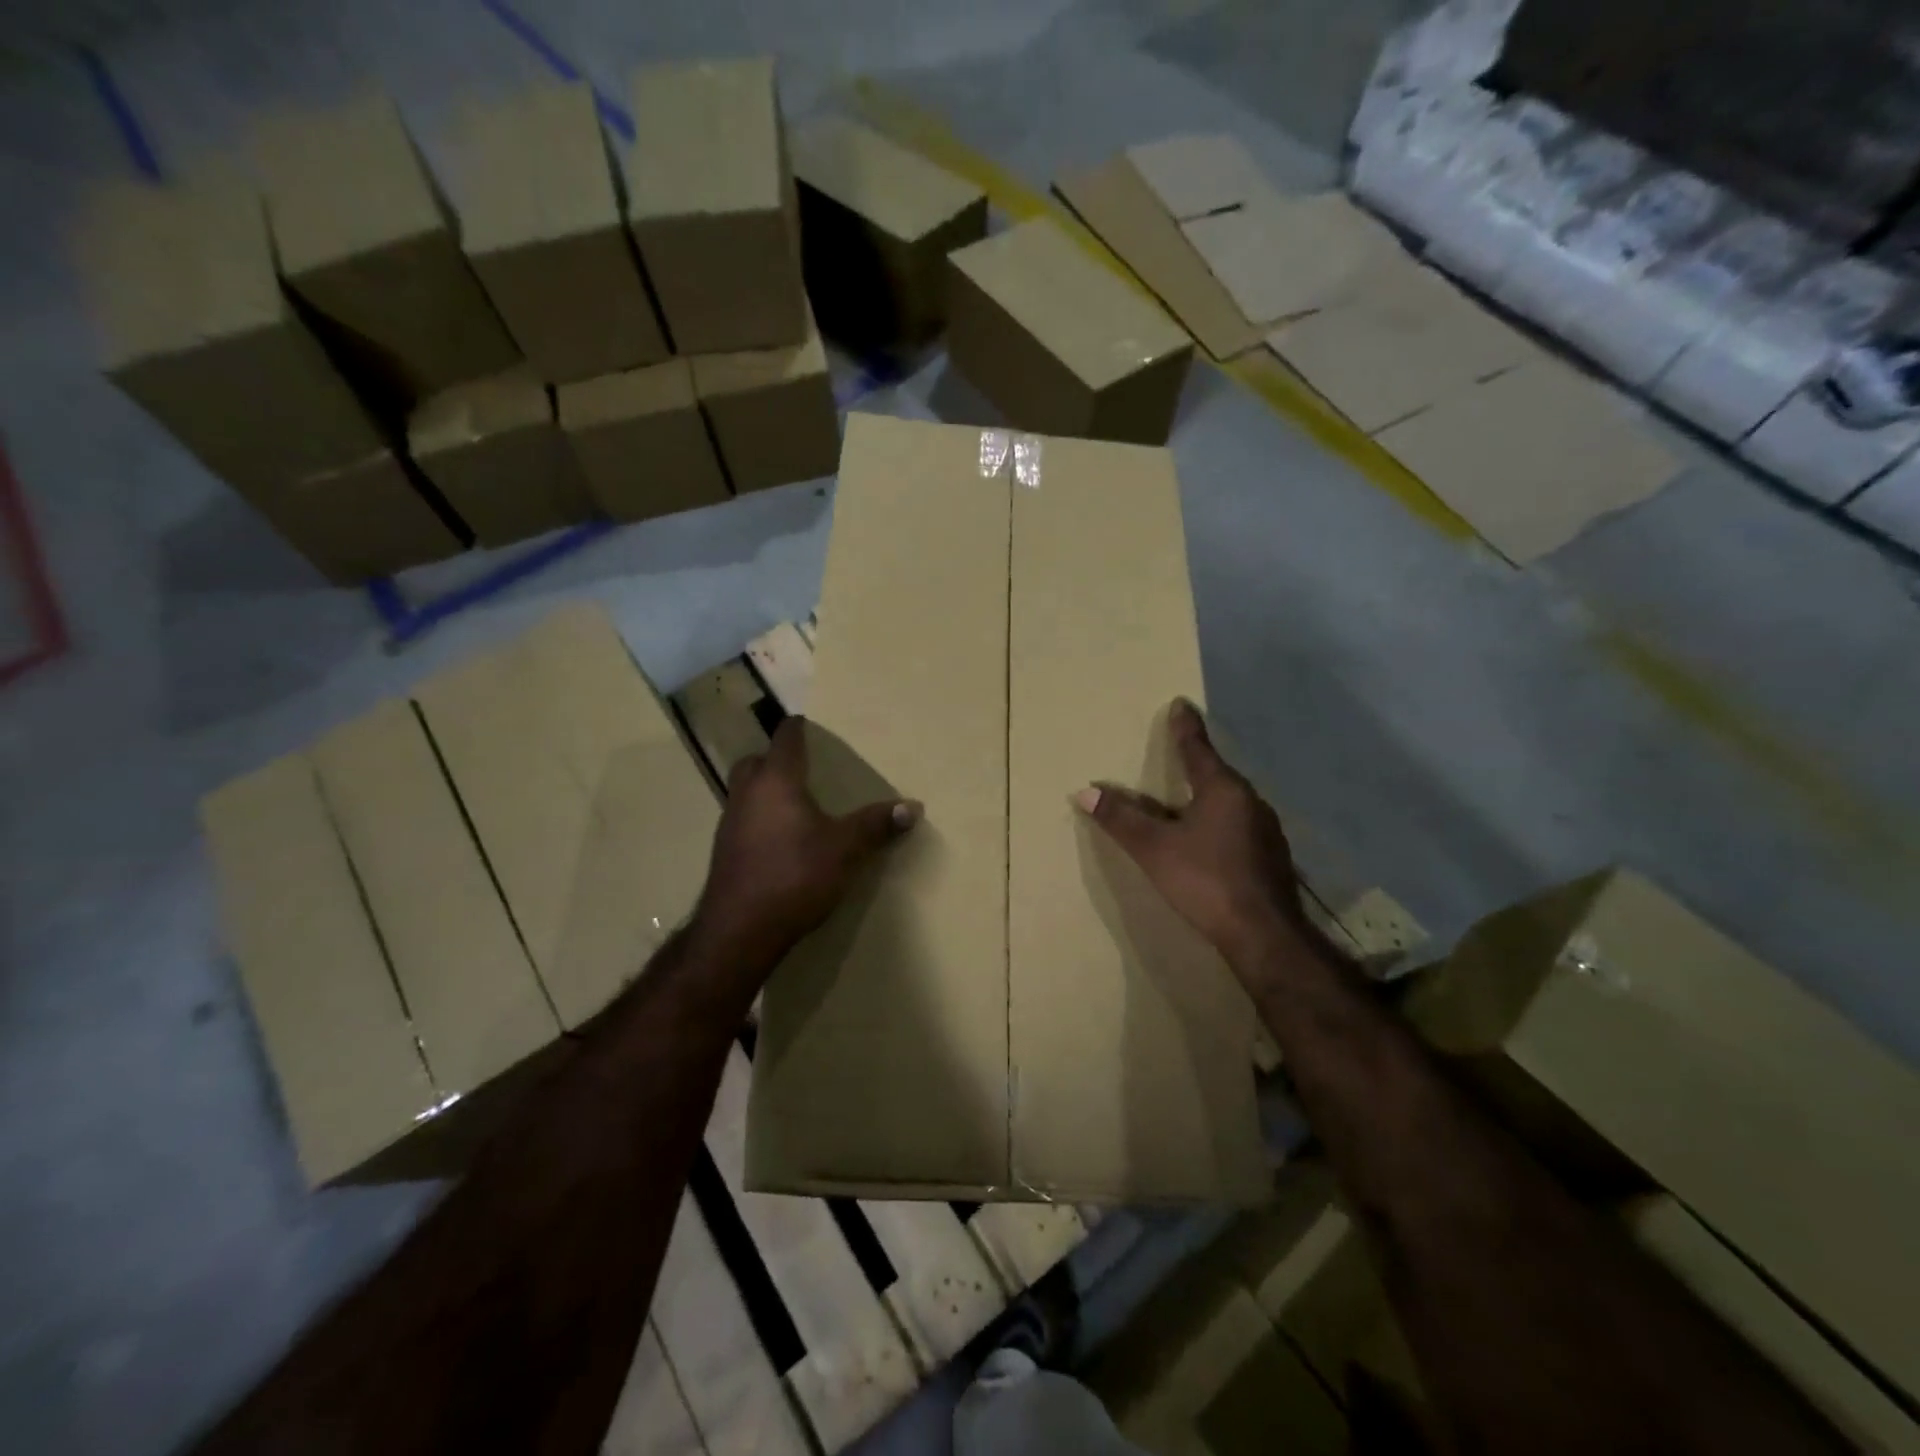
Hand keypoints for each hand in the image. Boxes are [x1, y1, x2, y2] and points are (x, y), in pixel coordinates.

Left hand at [693, 716, 920, 969]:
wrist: (740, 930)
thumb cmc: (794, 875)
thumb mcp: (845, 849)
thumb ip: (876, 825)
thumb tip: (913, 806)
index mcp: (776, 781)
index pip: (785, 739)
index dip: (797, 728)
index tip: (809, 724)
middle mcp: (747, 794)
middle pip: (755, 762)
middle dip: (774, 759)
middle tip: (800, 767)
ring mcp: (729, 823)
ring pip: (744, 792)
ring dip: (764, 790)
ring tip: (794, 804)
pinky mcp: (724, 852)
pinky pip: (742, 820)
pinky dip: (759, 819)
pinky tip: (780, 840)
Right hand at [1074, 699, 1302, 967]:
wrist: (1264, 935)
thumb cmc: (1206, 880)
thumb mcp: (1154, 849)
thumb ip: (1121, 819)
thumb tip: (1085, 791)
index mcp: (1222, 790)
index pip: (1198, 749)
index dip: (1185, 727)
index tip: (1181, 704)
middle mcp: (1249, 802)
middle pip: (1217, 775)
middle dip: (1197, 764)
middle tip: (1178, 754)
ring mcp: (1266, 831)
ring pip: (1230, 803)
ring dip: (1208, 798)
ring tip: (1188, 801)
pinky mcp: (1271, 857)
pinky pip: (1239, 826)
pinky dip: (1220, 824)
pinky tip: (1211, 842)